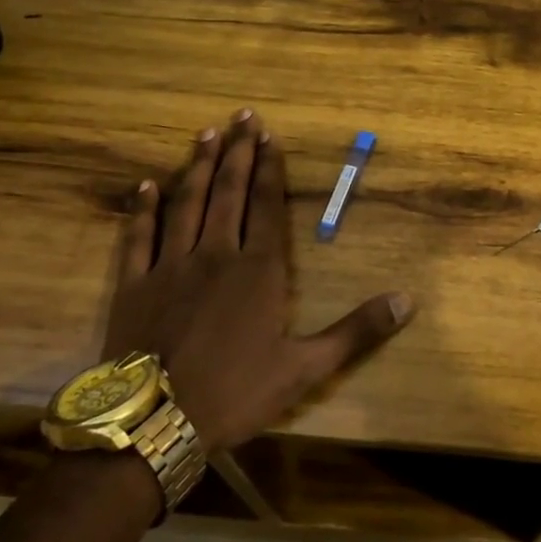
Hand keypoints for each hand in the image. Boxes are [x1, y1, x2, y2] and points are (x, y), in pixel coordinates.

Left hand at [108, 110, 412, 451]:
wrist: (153, 426)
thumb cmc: (235, 393)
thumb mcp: (306, 368)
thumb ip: (356, 331)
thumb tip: (407, 301)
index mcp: (258, 270)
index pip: (266, 205)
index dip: (268, 168)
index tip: (269, 136)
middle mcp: (215, 254)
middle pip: (228, 193)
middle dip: (237, 152)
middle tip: (241, 116)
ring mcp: (170, 266)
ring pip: (186, 203)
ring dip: (197, 167)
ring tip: (205, 134)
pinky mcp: (133, 285)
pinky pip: (138, 237)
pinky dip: (143, 209)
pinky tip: (146, 184)